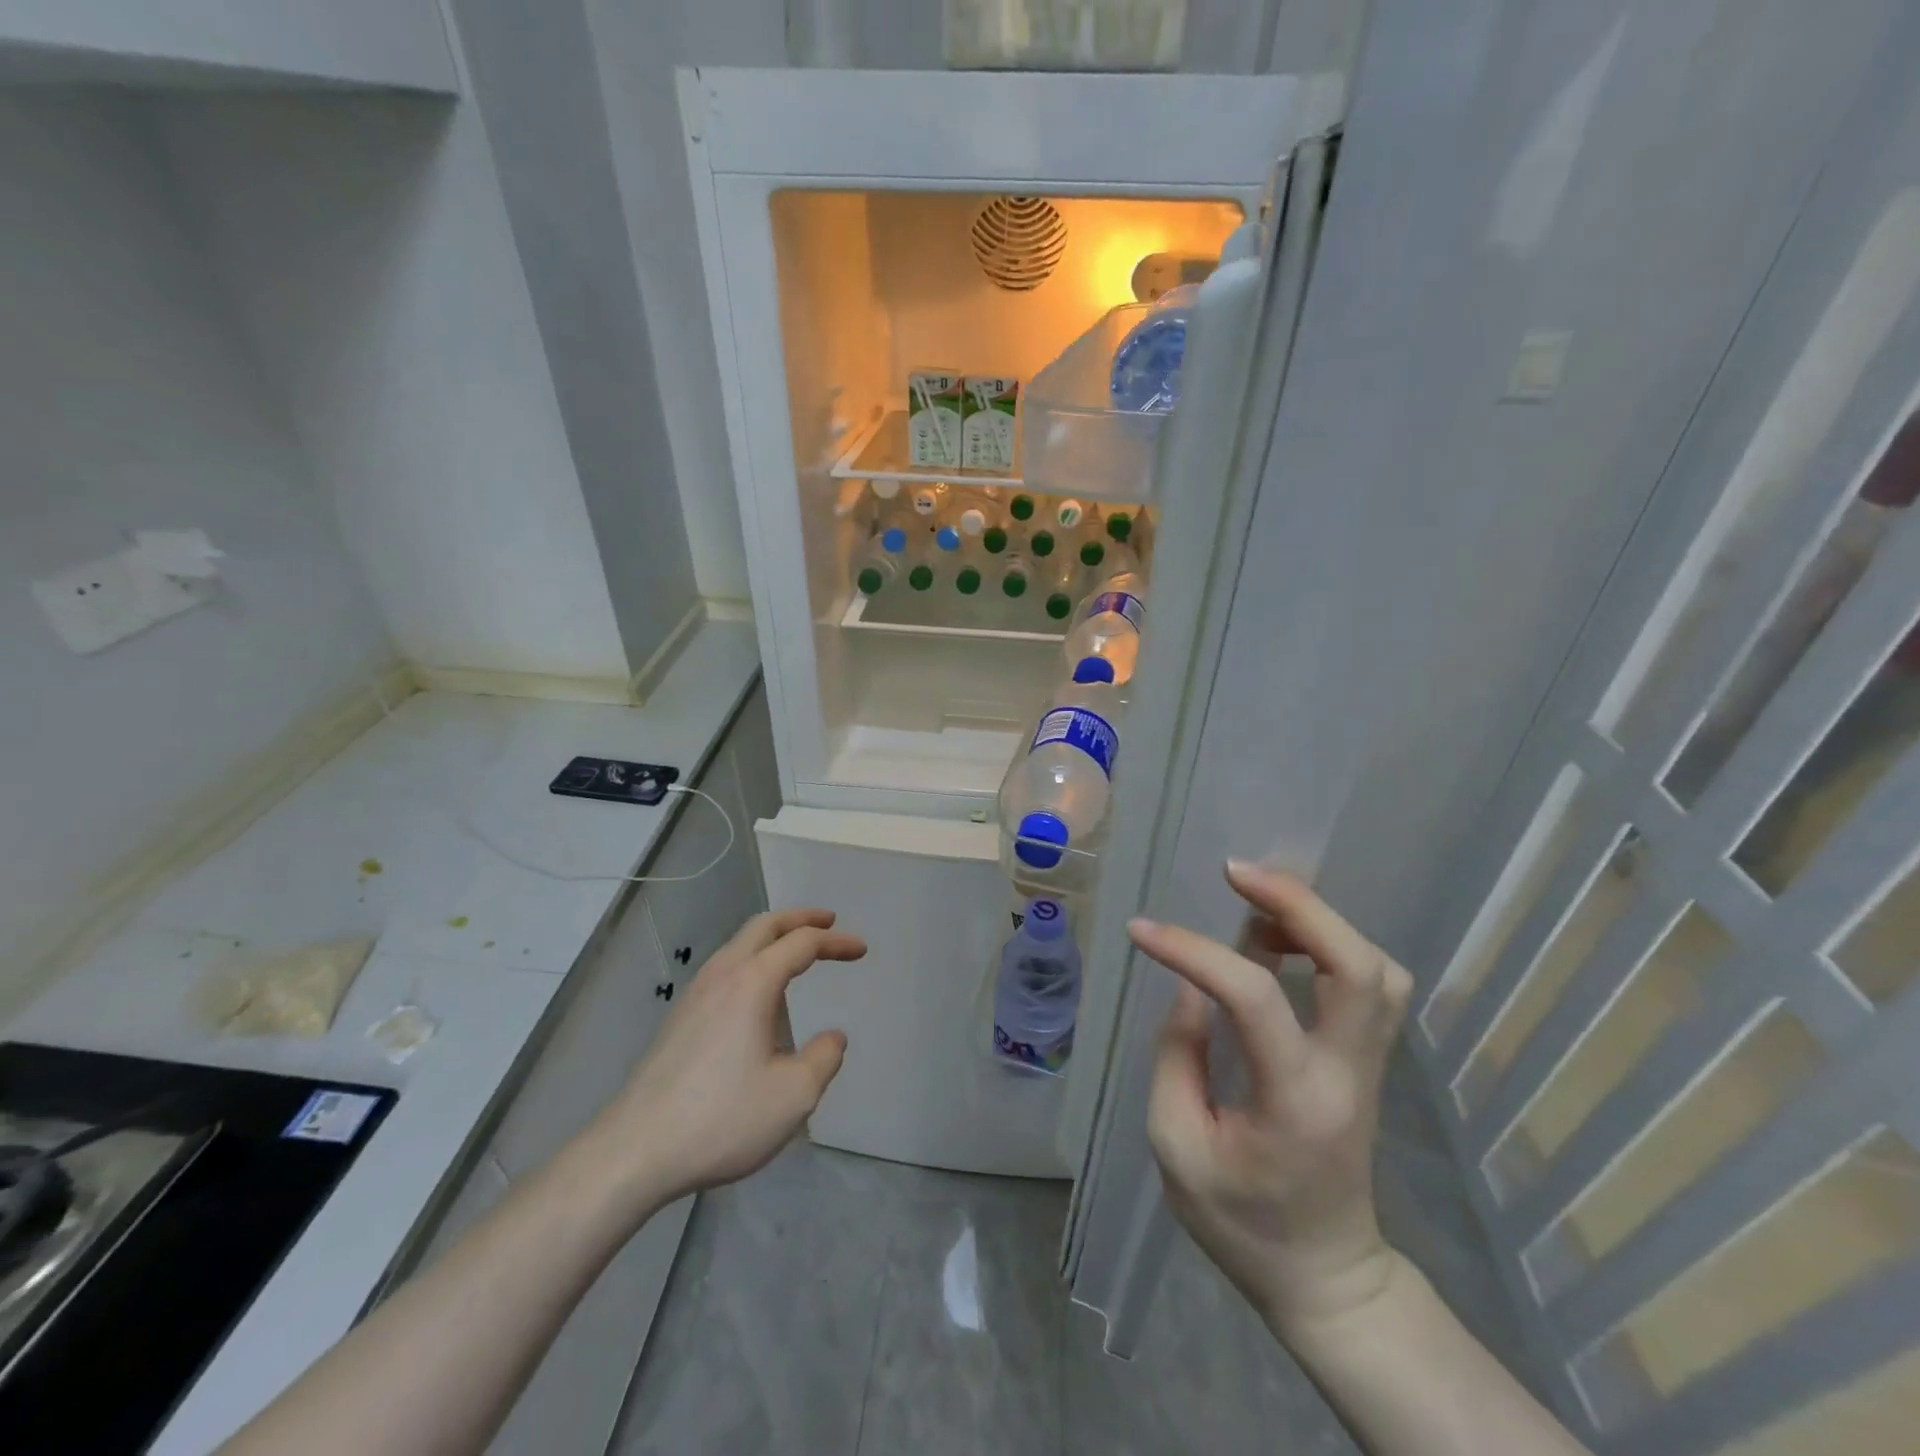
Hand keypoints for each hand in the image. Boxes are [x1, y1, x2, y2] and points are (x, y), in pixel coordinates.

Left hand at [592, 908, 864, 1208]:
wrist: (635, 1150)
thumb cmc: (722, 1118)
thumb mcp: (794, 1096)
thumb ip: (824, 1059)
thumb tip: (832, 1038)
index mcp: (752, 983)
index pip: (801, 944)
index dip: (835, 942)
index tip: (861, 949)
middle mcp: (722, 976)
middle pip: (764, 926)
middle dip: (800, 919)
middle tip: (828, 922)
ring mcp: (694, 995)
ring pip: (738, 944)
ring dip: (772, 938)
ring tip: (796, 952)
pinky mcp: (679, 1018)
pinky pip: (724, 968)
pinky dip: (752, 959)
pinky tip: (758, 993)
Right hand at [1129, 861, 1412, 1333]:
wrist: (1327, 1277)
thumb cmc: (1240, 1223)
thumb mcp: (1177, 1148)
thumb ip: (1178, 1056)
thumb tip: (1191, 983)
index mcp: (1296, 1102)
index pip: (1254, 998)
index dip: (1193, 951)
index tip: (1143, 931)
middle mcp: (1349, 1074)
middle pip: (1359, 966)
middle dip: (1299, 904)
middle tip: (1236, 873)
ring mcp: (1371, 1066)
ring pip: (1378, 967)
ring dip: (1319, 920)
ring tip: (1256, 904)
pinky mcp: (1370, 1060)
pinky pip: (1372, 982)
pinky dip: (1332, 942)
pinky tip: (1283, 940)